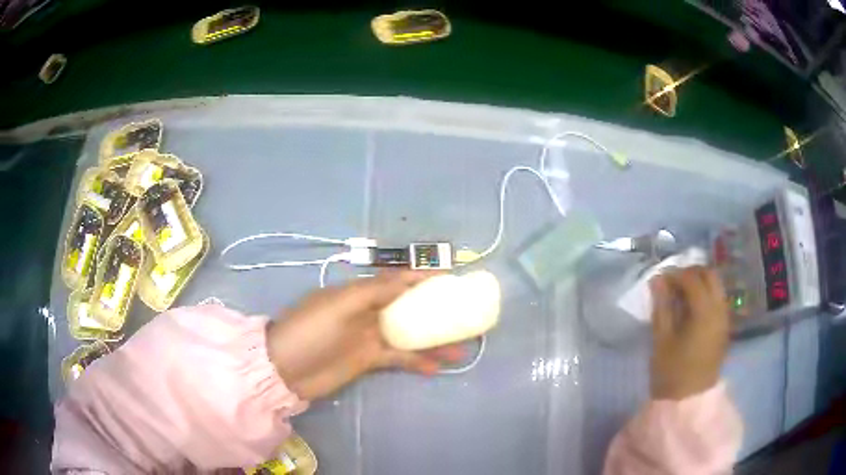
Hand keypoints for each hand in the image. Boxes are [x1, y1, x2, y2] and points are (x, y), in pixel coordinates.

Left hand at [266, 270, 463, 400]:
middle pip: (408, 308)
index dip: (424, 279)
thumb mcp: (340, 305)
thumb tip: (409, 279)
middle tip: (464, 316)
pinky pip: (398, 358)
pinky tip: (435, 368)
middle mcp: (368, 312)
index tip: (451, 281)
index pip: (398, 281)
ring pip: (408, 335)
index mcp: (360, 293)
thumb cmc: (311, 331)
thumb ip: (375, 291)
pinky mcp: (368, 361)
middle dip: (435, 311)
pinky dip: (416, 361)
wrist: (285, 368)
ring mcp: (369, 338)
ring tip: (460, 349)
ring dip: (432, 341)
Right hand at [649, 266, 729, 399]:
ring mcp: (724, 318)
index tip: (659, 280)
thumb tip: (657, 280)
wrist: (689, 402)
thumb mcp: (661, 340)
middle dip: (691, 273)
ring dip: (699, 283)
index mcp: (705, 313)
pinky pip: (717, 299)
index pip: (692, 279)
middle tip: (672, 283)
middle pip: (710, 275)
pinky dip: (705, 295)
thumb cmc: (672, 373)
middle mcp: (720, 309)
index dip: (675, 274)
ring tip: (679, 295)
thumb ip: (661, 307)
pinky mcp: (724, 327)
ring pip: (715, 286)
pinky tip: (690, 308)